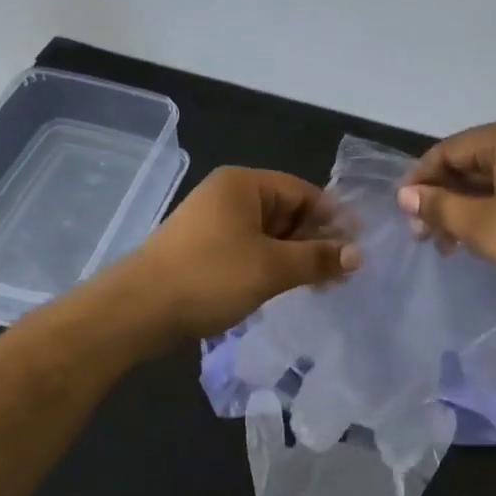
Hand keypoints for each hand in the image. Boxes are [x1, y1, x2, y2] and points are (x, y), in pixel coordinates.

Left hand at [125, 167, 358, 340]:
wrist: (137, 310)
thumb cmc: (210, 277)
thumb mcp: (271, 268)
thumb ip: (317, 259)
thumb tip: (358, 255)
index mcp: (243, 185)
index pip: (302, 192)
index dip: (332, 218)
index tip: (358, 246)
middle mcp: (227, 196)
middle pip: (285, 211)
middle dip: (314, 240)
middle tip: (343, 272)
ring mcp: (212, 223)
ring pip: (267, 234)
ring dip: (294, 256)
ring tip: (320, 284)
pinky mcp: (202, 249)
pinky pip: (247, 249)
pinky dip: (269, 264)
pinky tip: (285, 287)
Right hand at [396, 116, 495, 301]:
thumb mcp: (482, 226)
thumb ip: (439, 207)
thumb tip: (405, 195)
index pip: (447, 150)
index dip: (420, 182)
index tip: (404, 217)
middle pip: (470, 163)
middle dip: (443, 199)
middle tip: (426, 238)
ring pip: (493, 179)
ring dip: (467, 209)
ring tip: (452, 246)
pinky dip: (494, 211)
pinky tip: (485, 239)